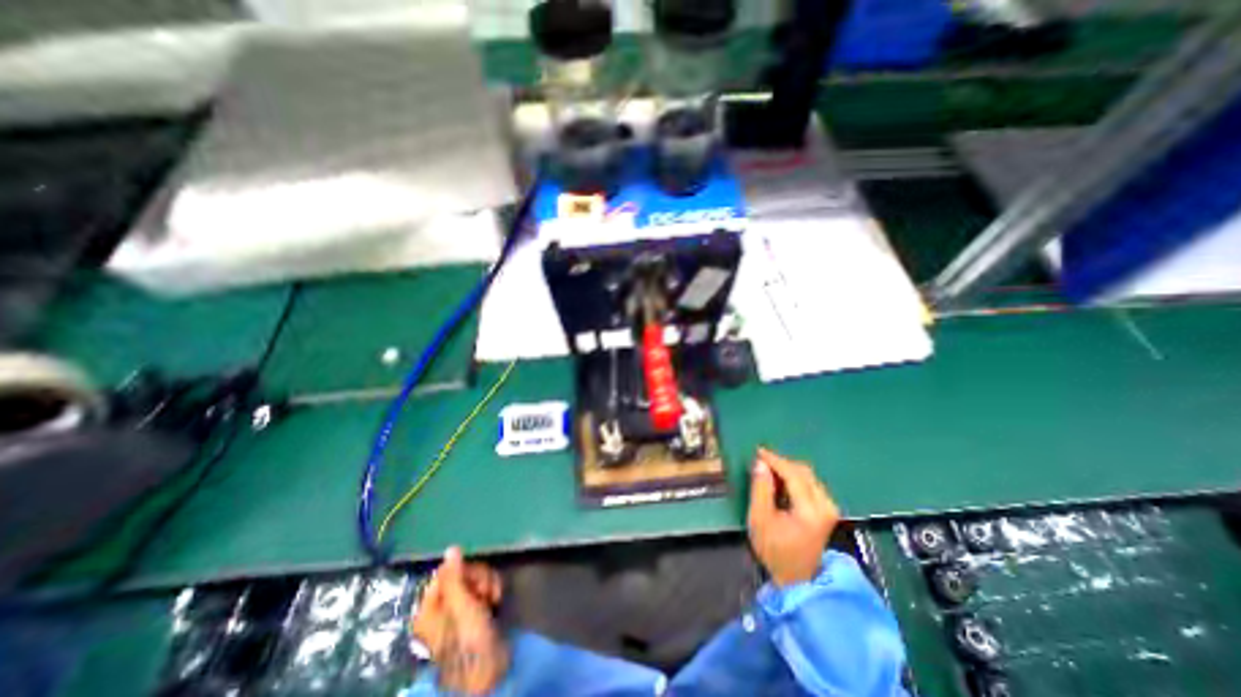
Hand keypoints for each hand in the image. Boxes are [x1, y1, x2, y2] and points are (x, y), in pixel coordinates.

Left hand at [412, 547, 508, 692]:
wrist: (491, 668)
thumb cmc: (470, 639)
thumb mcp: (460, 606)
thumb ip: (455, 576)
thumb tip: (451, 548)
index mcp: (429, 607)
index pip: (445, 572)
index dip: (462, 571)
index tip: (472, 579)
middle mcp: (443, 606)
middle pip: (462, 573)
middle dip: (478, 577)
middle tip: (484, 593)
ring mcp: (461, 607)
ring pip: (476, 577)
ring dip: (488, 582)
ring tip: (493, 598)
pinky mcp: (477, 607)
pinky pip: (485, 585)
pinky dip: (493, 588)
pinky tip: (497, 600)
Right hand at [744, 446, 843, 588]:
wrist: (796, 579)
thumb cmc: (774, 550)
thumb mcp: (759, 519)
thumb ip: (760, 489)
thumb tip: (760, 463)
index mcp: (810, 510)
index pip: (793, 474)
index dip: (774, 460)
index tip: (758, 451)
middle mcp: (825, 505)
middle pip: (803, 471)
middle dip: (781, 463)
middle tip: (761, 461)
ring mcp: (829, 508)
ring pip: (808, 475)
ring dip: (788, 469)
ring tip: (768, 470)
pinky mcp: (828, 510)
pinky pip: (811, 483)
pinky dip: (795, 478)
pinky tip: (780, 481)